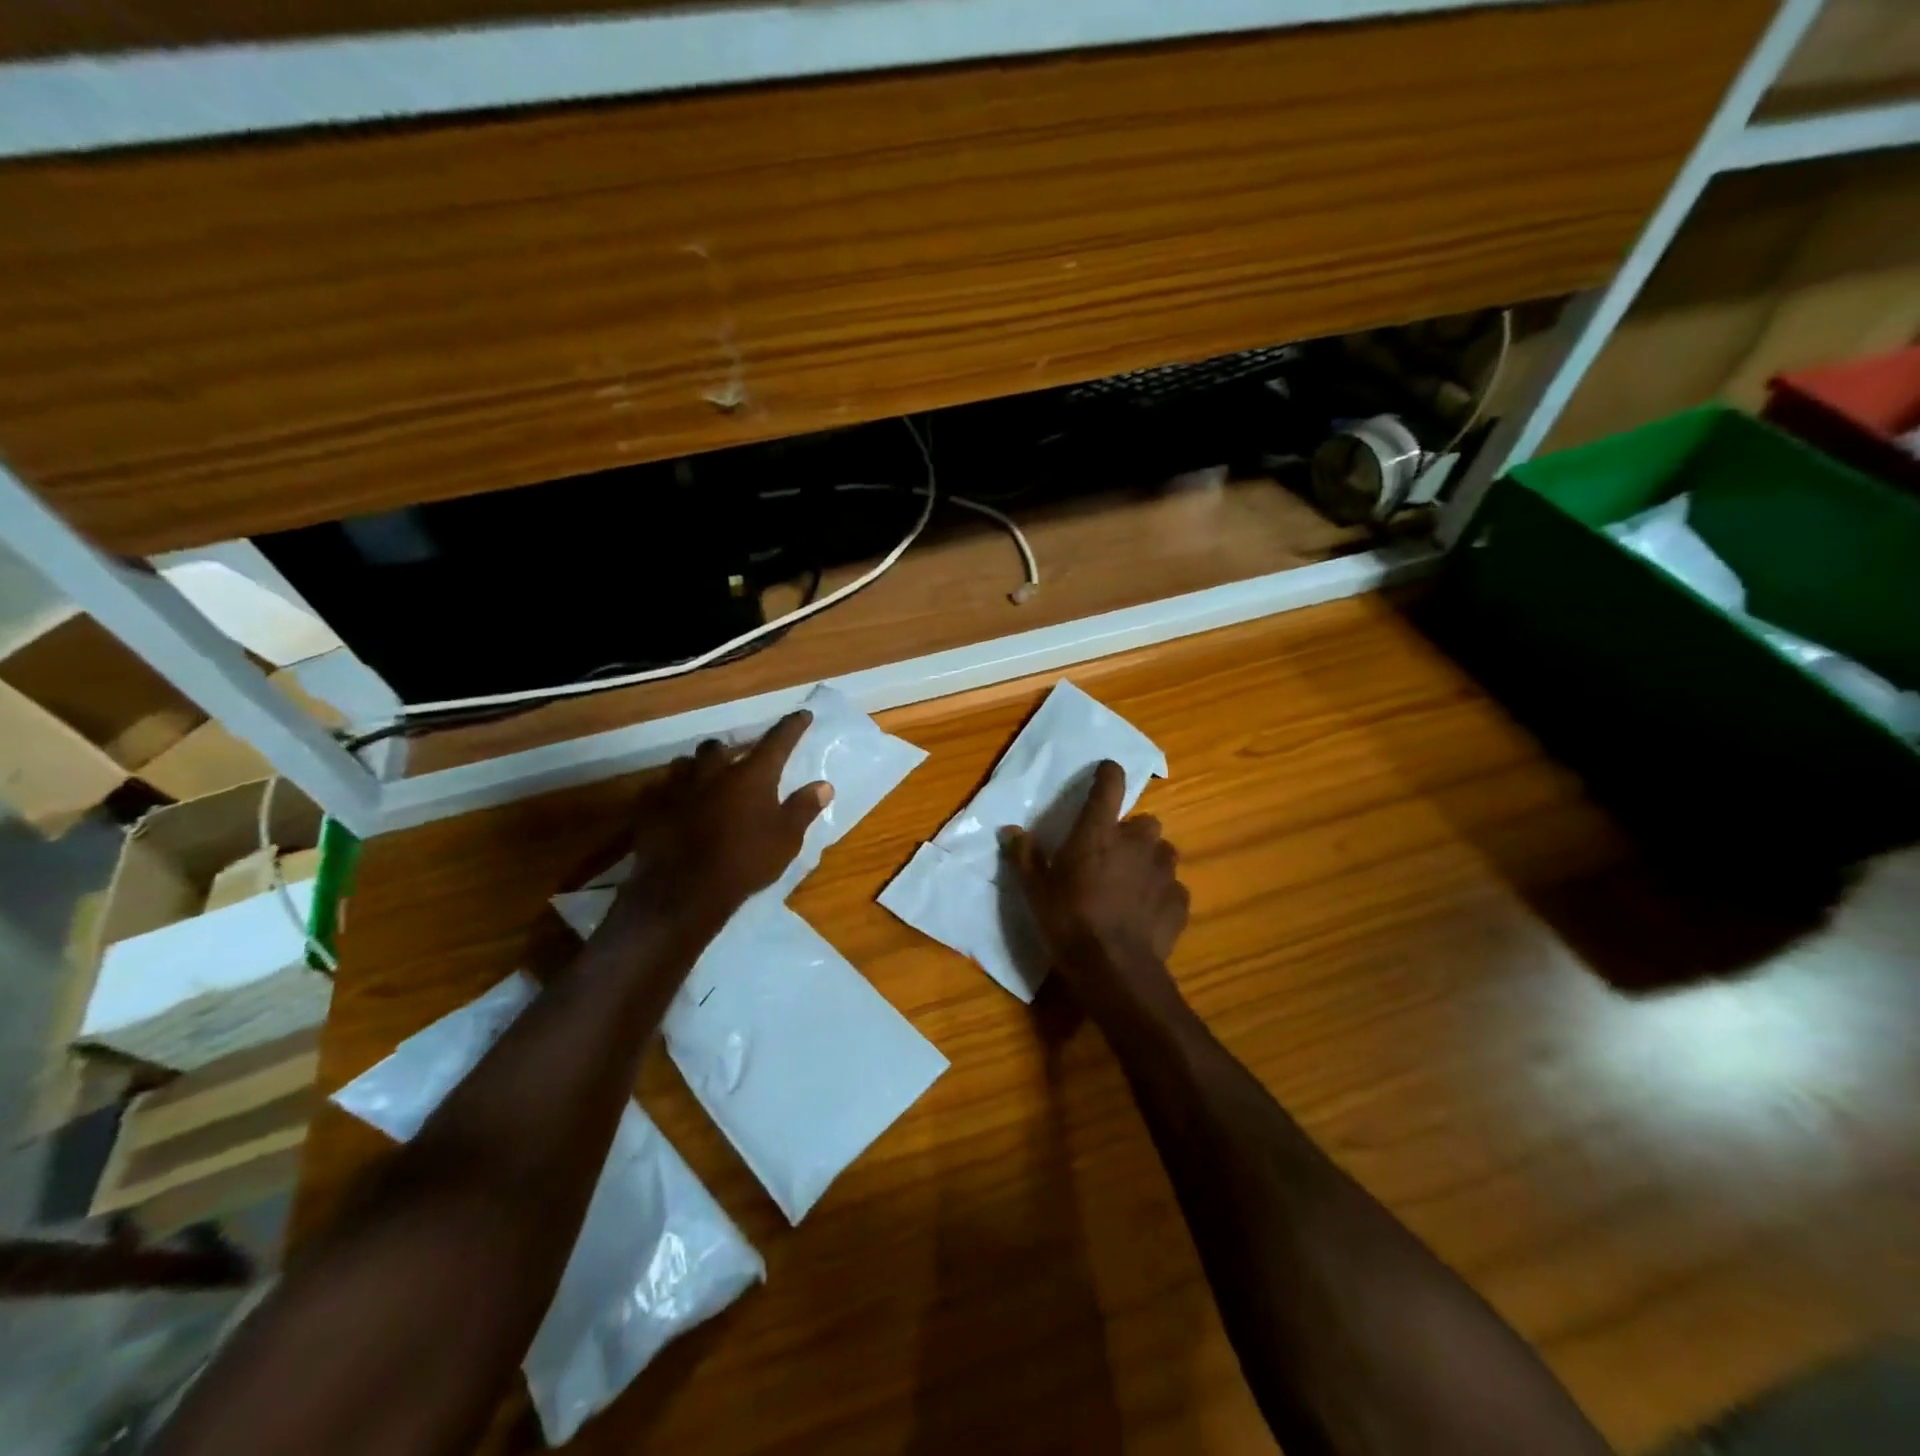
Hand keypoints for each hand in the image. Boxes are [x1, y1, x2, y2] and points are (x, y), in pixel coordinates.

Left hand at [619, 711, 831, 931]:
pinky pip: (661, 790)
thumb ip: (804, 808)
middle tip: (739, 761)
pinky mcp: (652, 807)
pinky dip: (672, 793)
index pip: (777, 740)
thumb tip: (824, 785)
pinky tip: (676, 806)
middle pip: (721, 746)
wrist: (684, 891)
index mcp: (751, 775)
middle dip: (731, 749)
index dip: (792, 726)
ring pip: (686, 763)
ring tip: (705, 781)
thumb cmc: (745, 862)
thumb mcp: (786, 839)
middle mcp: (714, 771)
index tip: (802, 715)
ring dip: (698, 768)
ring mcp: (678, 787)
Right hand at [1006, 759, 1189, 1018]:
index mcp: (1099, 831)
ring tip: (1131, 884)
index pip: (1110, 784)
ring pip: (1162, 852)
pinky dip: (1161, 894)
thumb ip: (1025, 856)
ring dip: (1149, 861)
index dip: (1107, 775)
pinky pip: (1172, 887)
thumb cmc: (1069, 921)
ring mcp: (1163, 871)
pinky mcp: (1179, 901)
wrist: (1114, 970)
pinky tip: (1145, 913)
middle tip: (1111, 854)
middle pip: (1144, 821)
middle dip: (1131, 833)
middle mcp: (1137, 842)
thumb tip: (1011, 831)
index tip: (1104, 773)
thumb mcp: (1036, 890)